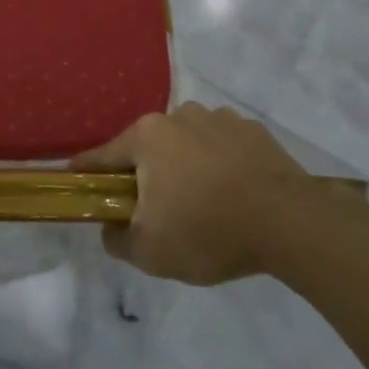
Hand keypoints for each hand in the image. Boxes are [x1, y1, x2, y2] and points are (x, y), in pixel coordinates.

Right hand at [72, 102, 329, 284]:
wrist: (291, 223)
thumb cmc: (208, 232)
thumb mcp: (150, 252)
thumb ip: (116, 240)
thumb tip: (110, 228)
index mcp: (146, 137)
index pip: (102, 156)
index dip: (86, 173)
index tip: (77, 183)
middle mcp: (179, 116)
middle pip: (147, 148)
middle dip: (145, 174)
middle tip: (153, 210)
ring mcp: (220, 119)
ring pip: (186, 144)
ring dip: (184, 166)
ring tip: (202, 203)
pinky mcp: (254, 131)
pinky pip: (222, 147)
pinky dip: (220, 165)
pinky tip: (233, 194)